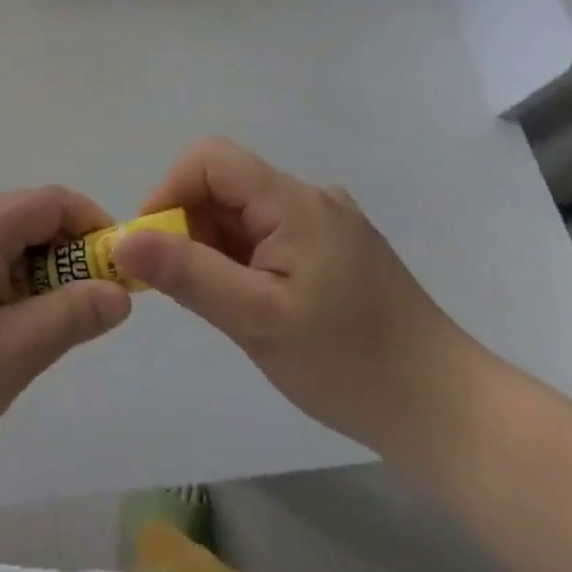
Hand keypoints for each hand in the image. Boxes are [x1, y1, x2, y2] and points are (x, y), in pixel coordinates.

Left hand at [0, 187, 131, 475]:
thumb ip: (69, 318)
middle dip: (65, 254)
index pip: (50, 200)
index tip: (118, 270)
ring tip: (41, 330)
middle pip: (23, 217)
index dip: (93, 225)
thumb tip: (117, 292)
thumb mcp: (8, 357)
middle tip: (84, 310)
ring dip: (32, 272)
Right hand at [112, 137, 485, 457]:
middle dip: (191, 226)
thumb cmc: (350, 363)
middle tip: (187, 290)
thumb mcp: (257, 319)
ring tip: (229, 307)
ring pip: (247, 213)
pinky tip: (259, 307)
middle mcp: (311, 198)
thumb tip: (123, 241)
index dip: (170, 190)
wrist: (448, 411)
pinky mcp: (339, 250)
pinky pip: (272, 235)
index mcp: (293, 201)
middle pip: (227, 185)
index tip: (153, 248)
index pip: (211, 159)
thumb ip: (187, 273)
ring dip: (219, 248)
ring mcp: (329, 223)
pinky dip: (247, 260)